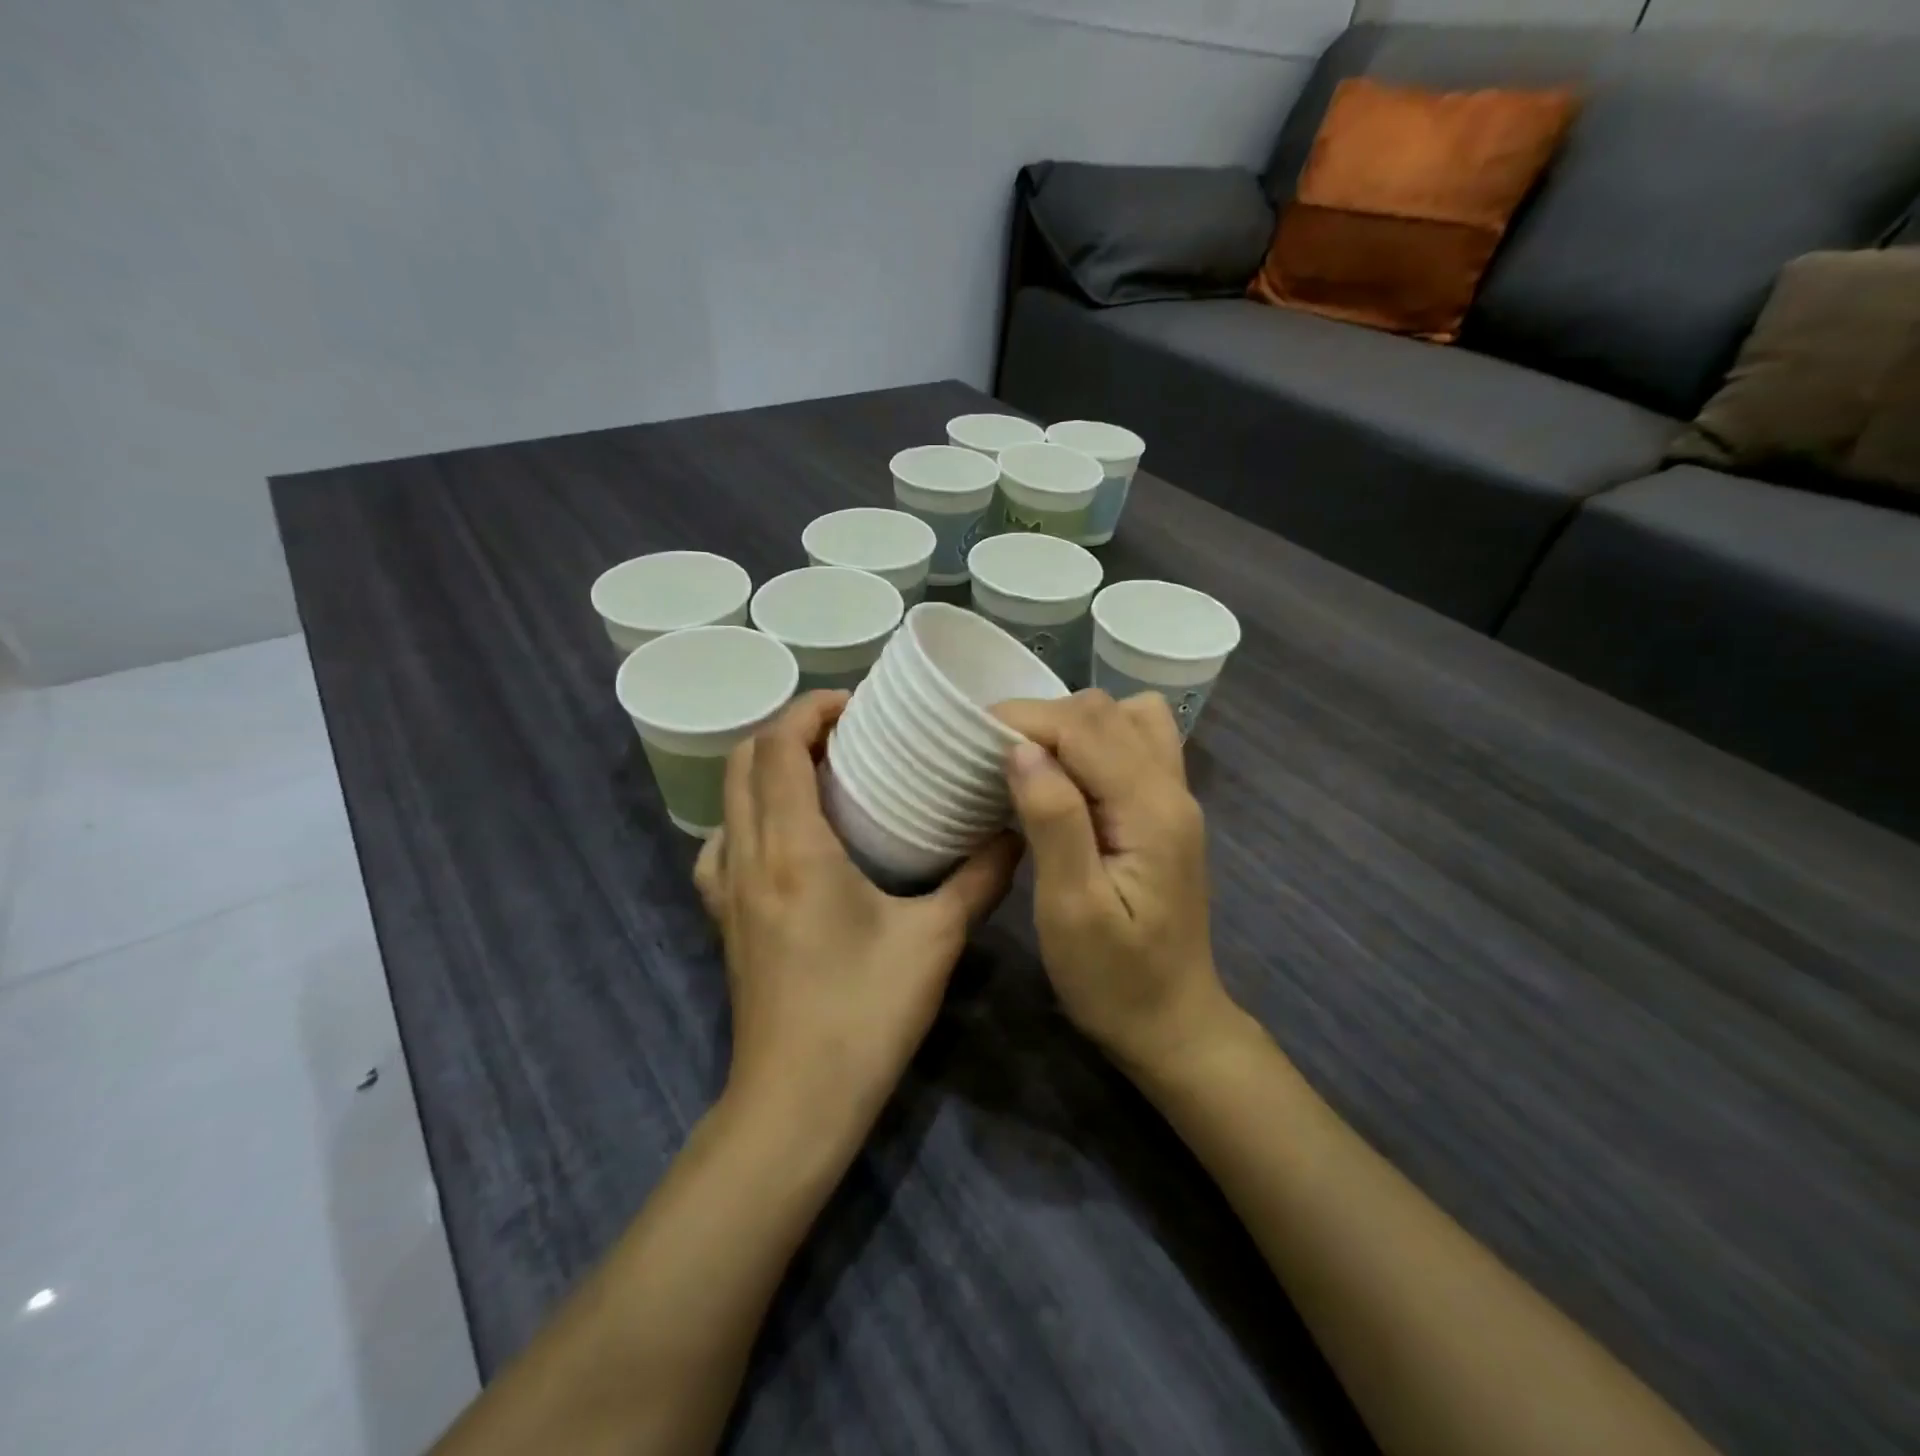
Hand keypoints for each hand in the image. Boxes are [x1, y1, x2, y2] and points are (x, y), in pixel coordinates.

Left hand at [695, 692, 1020, 1127]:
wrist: (796, 1104)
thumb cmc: (864, 1015)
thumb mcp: (934, 940)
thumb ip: (979, 880)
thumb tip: (1015, 833)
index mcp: (793, 849)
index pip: (778, 747)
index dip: (810, 710)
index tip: (856, 705)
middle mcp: (747, 858)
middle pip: (744, 761)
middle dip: (789, 730)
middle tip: (848, 734)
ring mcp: (726, 891)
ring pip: (728, 801)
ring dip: (766, 771)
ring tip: (820, 776)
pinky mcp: (724, 920)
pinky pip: (721, 846)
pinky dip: (748, 818)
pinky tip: (787, 838)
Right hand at [994, 691, 1233, 1074]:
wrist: (1173, 1025)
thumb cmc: (1114, 980)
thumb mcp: (1072, 909)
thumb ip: (1053, 821)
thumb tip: (1022, 748)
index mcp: (1151, 809)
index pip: (1085, 726)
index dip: (1024, 719)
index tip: (971, 738)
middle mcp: (1172, 789)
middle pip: (1106, 711)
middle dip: (1042, 718)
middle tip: (992, 756)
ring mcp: (1174, 798)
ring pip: (1125, 718)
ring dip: (1071, 724)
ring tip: (1030, 761)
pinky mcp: (1164, 813)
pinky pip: (1134, 744)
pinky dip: (1093, 741)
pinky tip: (1066, 778)